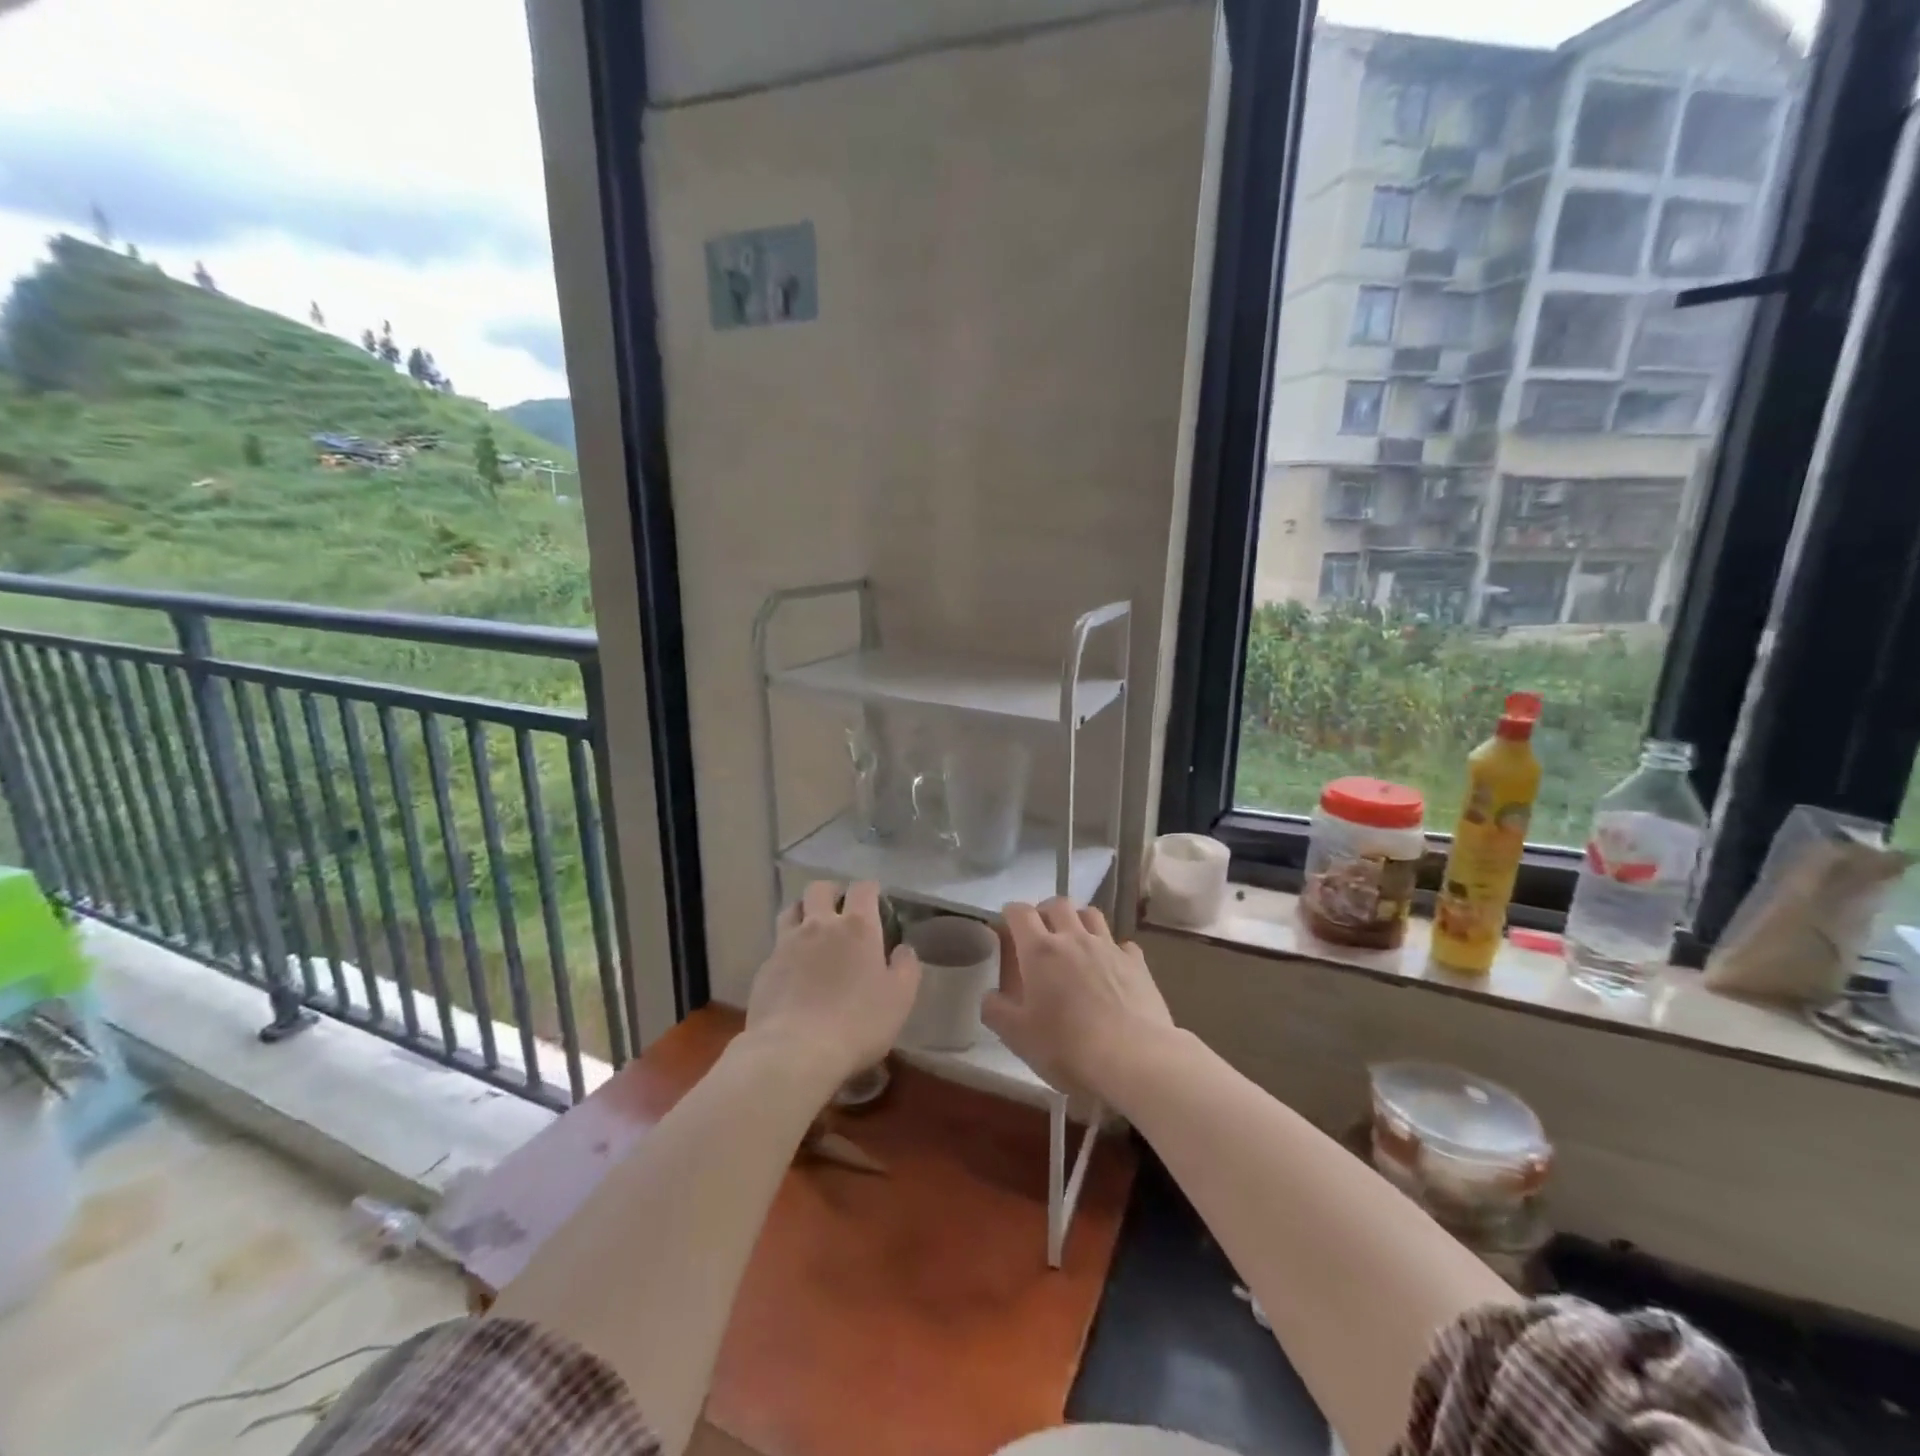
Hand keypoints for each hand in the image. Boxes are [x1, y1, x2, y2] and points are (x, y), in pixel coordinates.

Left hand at [745, 880, 920, 1083]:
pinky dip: (787, 949)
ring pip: (791, 910)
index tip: (875, 901)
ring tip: (812, 931)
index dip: (870, 890)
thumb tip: (903, 949)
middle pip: (819, 888)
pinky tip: (793, 970)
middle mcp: (819, 925)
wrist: (794, 1052)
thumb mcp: (900, 998)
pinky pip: (777, 945)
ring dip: (804, 913)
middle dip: (831, 893)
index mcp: (857, 927)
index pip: (863, 888)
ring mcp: (787, 944)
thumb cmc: (857, 1023)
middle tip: (840, 910)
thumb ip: (906, 967)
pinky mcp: (765, 968)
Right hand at [983, 898, 1174, 1101]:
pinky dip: (1112, 949)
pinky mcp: (1137, 963)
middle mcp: (1074, 938)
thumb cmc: (1068, 1047)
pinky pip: (1122, 944)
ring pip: (1091, 914)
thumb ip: (996, 1011)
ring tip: (1074, 939)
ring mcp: (1109, 947)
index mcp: (1040, 951)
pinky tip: (1111, 967)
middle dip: (1045, 911)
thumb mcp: (1018, 1037)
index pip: (1020, 913)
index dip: (1010, 914)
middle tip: (1040, 932)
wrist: (1134, 1059)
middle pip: (1058, 904)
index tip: (1006, 925)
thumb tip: (990, 996)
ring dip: (1078, 920)